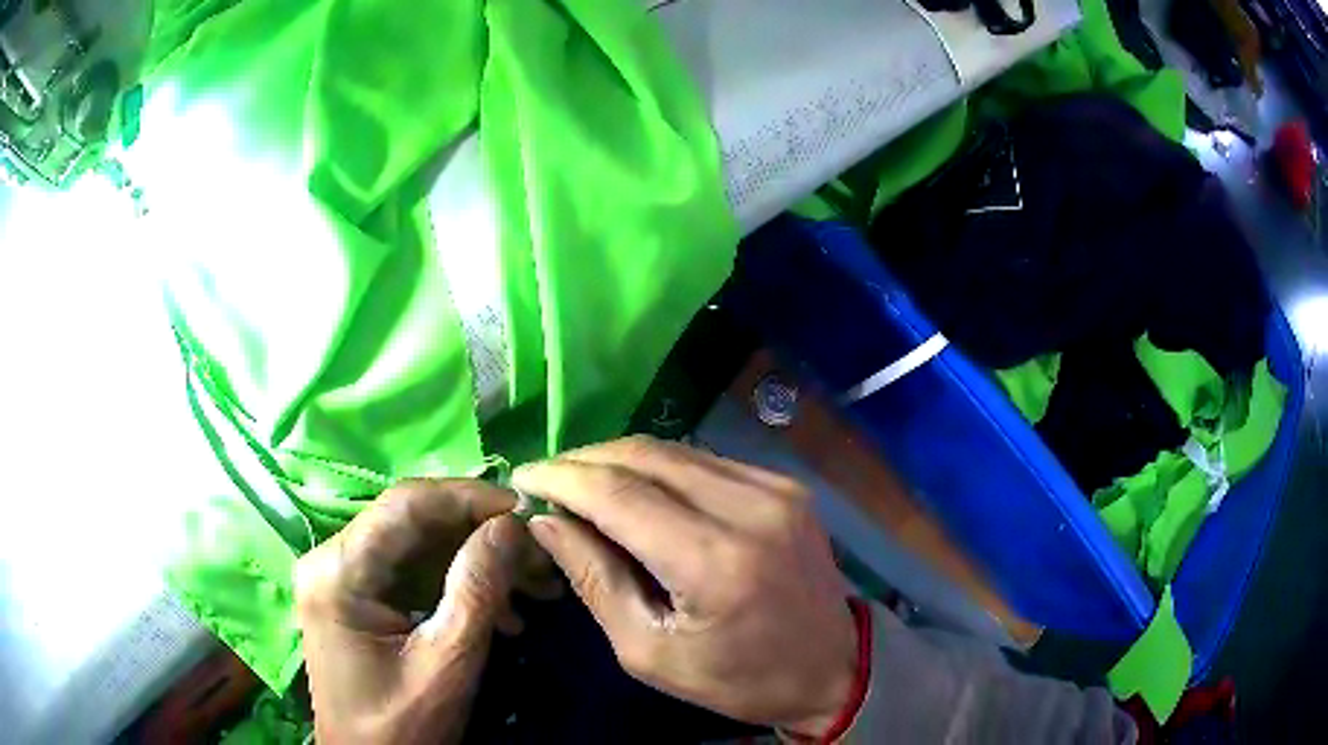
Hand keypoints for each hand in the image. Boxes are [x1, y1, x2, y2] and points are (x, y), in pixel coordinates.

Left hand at [294, 479, 555, 744]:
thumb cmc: (401, 726)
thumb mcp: (446, 664)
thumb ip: (476, 590)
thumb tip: (511, 524)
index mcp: (338, 571)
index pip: (405, 505)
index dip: (469, 498)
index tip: (526, 509)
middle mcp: (332, 559)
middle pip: (413, 522)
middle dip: (481, 536)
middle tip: (540, 556)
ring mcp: (344, 576)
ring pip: (420, 546)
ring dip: (478, 562)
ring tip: (536, 588)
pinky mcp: (360, 596)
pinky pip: (414, 573)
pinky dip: (460, 585)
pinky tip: (504, 614)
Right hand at [513, 436, 857, 735]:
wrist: (833, 668)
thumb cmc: (738, 678)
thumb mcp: (650, 652)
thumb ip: (595, 580)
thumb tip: (547, 522)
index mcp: (714, 562)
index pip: (619, 494)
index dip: (562, 478)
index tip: (523, 477)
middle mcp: (750, 508)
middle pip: (645, 457)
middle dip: (584, 460)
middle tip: (546, 478)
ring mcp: (775, 489)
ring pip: (674, 450)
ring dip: (618, 459)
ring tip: (580, 482)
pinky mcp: (785, 487)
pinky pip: (705, 461)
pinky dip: (660, 468)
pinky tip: (636, 488)